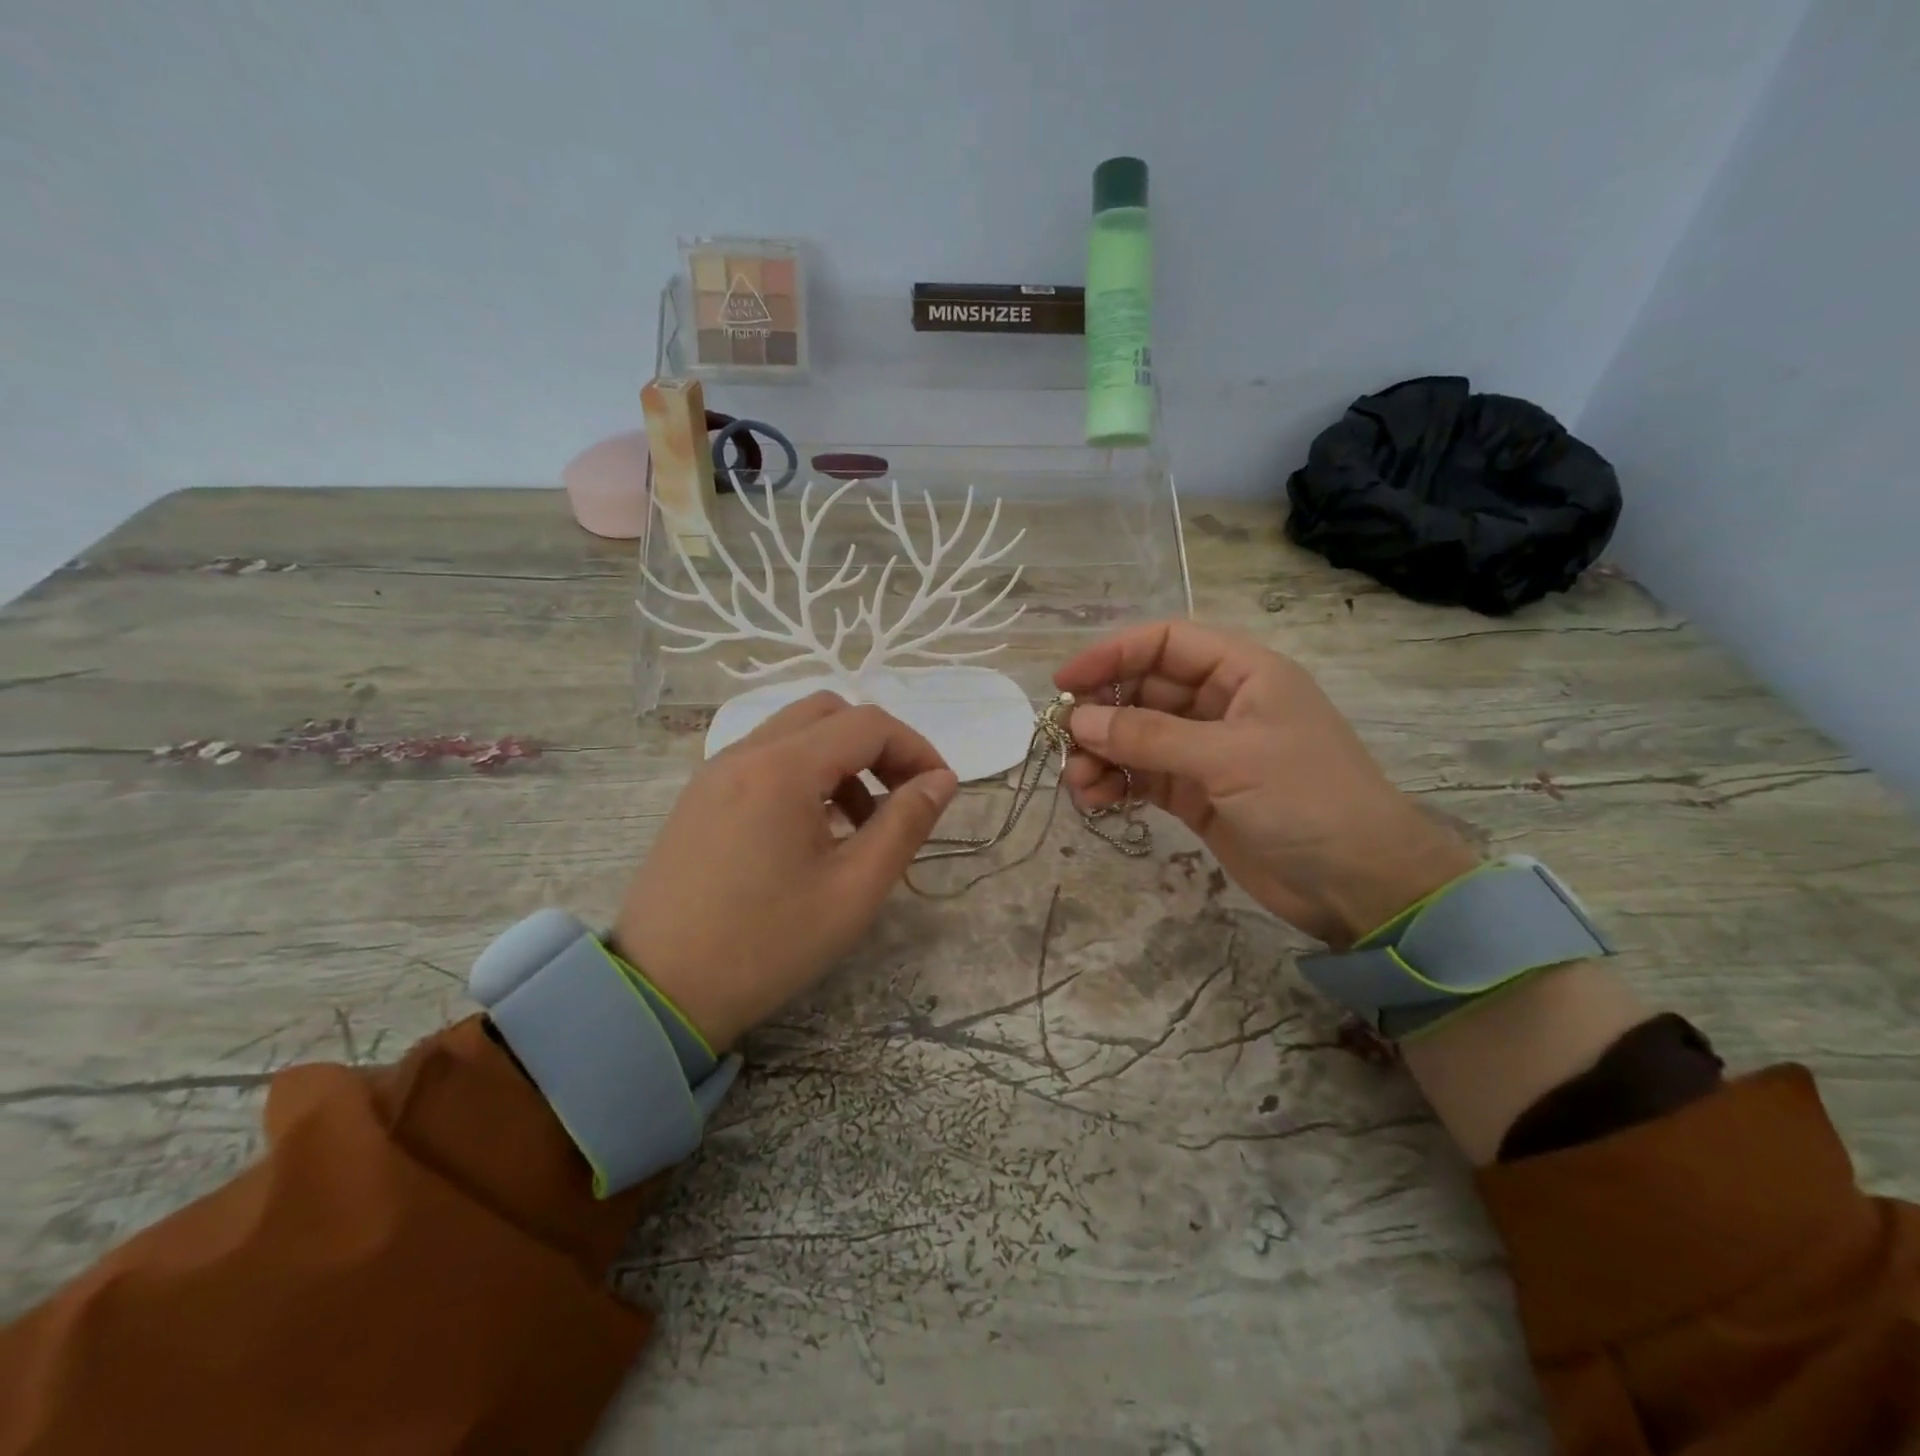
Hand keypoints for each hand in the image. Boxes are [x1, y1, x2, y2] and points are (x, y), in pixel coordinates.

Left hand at [610, 694, 957, 1050]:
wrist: (658, 993)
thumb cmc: (767, 944)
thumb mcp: (854, 890)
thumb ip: (905, 824)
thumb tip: (942, 780)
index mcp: (782, 769)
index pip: (868, 725)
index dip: (916, 748)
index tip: (939, 791)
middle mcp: (744, 753)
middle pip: (829, 713)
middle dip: (877, 745)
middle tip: (902, 795)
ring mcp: (715, 773)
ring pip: (794, 733)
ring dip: (840, 759)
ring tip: (861, 822)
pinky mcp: (700, 797)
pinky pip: (764, 760)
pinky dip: (804, 773)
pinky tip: (812, 831)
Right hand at [1055, 622, 1475, 946]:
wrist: (1359, 883)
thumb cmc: (1306, 799)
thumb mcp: (1228, 757)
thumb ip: (1150, 736)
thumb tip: (1078, 721)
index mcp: (1242, 672)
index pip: (1165, 643)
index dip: (1112, 654)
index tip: (1065, 679)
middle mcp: (1221, 704)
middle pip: (1143, 690)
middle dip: (1101, 713)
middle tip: (1062, 740)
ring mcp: (1206, 752)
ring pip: (1137, 737)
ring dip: (1102, 754)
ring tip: (1079, 782)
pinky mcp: (1196, 794)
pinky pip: (1143, 776)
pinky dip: (1116, 784)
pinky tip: (1096, 801)